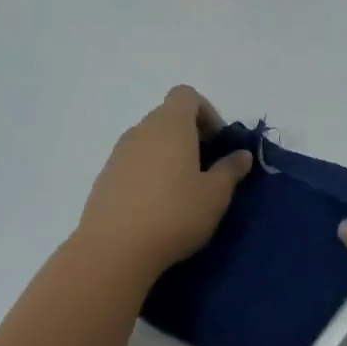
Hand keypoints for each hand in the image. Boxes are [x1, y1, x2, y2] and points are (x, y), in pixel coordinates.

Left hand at [75, 85, 252, 279]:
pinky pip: (133, 163)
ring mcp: (118, 153)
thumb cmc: (174, 214)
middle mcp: (141, 130)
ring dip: (168, 155)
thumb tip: (242, 154)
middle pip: (167, 117)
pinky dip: (149, 173)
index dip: (206, 112)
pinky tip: (157, 206)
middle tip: (206, 169)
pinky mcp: (104, 178)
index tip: (217, 143)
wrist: (113, 250)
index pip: (186, 95)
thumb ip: (230, 170)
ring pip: (149, 141)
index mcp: (171, 125)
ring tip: (182, 191)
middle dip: (190, 135)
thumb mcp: (215, 195)